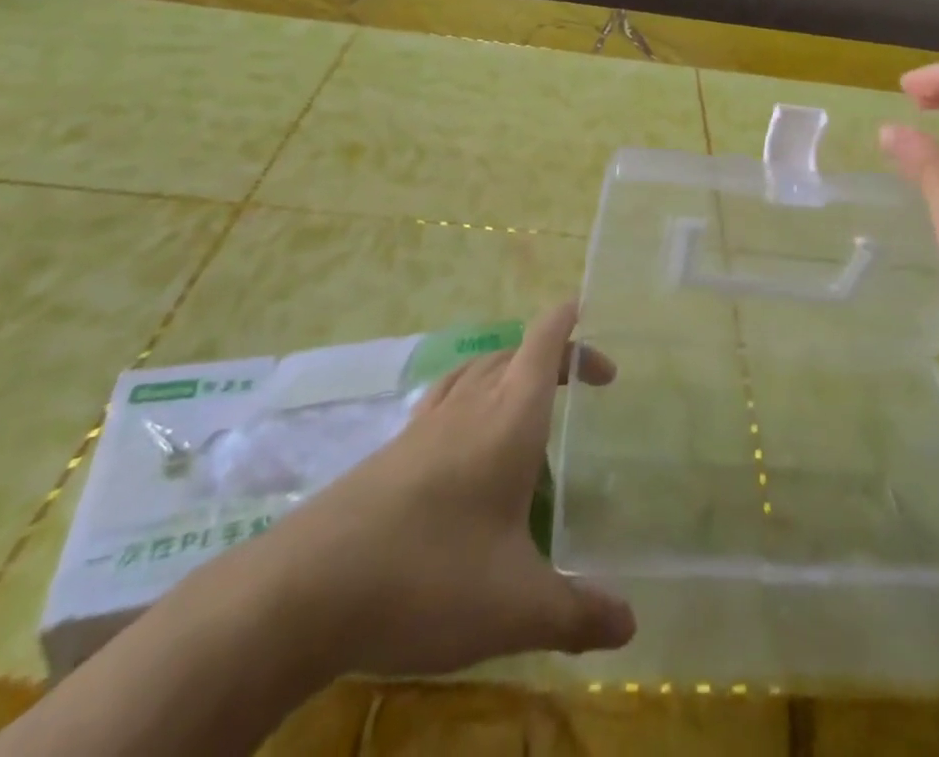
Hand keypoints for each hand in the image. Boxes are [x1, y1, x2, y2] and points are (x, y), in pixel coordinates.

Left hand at [233, 302, 635, 680]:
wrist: (308, 589)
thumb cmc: (429, 577)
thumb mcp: (516, 606)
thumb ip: (578, 612)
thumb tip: (631, 624)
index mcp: (510, 417)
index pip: (546, 342)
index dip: (571, 322)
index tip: (592, 314)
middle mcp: (471, 404)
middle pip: (516, 352)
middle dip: (555, 356)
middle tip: (586, 386)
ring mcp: (427, 423)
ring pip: (478, 369)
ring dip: (511, 369)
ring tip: (531, 403)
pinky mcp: (395, 448)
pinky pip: (446, 396)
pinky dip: (472, 393)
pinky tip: (467, 436)